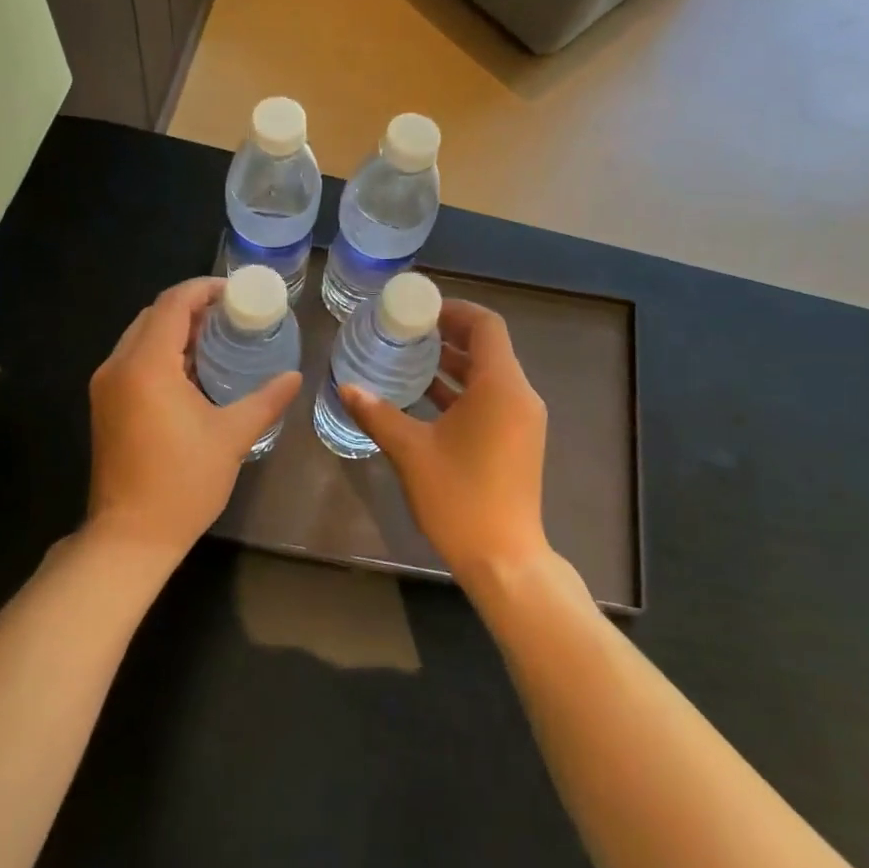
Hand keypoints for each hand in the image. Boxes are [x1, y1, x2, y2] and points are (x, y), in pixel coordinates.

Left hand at [87, 277, 301, 560]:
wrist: (130, 535)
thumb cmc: (183, 483)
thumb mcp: (232, 437)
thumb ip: (265, 400)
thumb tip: (294, 376)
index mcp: (146, 366)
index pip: (172, 304)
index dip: (204, 289)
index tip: (236, 292)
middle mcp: (118, 366)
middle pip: (153, 316)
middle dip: (191, 307)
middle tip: (232, 315)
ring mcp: (106, 386)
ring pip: (140, 337)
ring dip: (174, 330)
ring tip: (216, 338)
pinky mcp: (104, 405)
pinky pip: (133, 360)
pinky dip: (160, 353)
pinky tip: (191, 370)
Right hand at [339, 300, 548, 579]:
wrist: (503, 558)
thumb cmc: (459, 498)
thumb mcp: (411, 451)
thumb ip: (377, 413)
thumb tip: (346, 386)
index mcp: (500, 387)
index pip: (485, 325)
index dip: (453, 310)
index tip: (418, 310)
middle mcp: (519, 396)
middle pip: (488, 347)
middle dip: (448, 335)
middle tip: (405, 331)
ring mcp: (522, 420)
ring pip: (488, 375)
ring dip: (452, 364)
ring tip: (409, 358)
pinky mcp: (518, 441)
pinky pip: (491, 399)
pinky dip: (461, 391)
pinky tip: (425, 398)